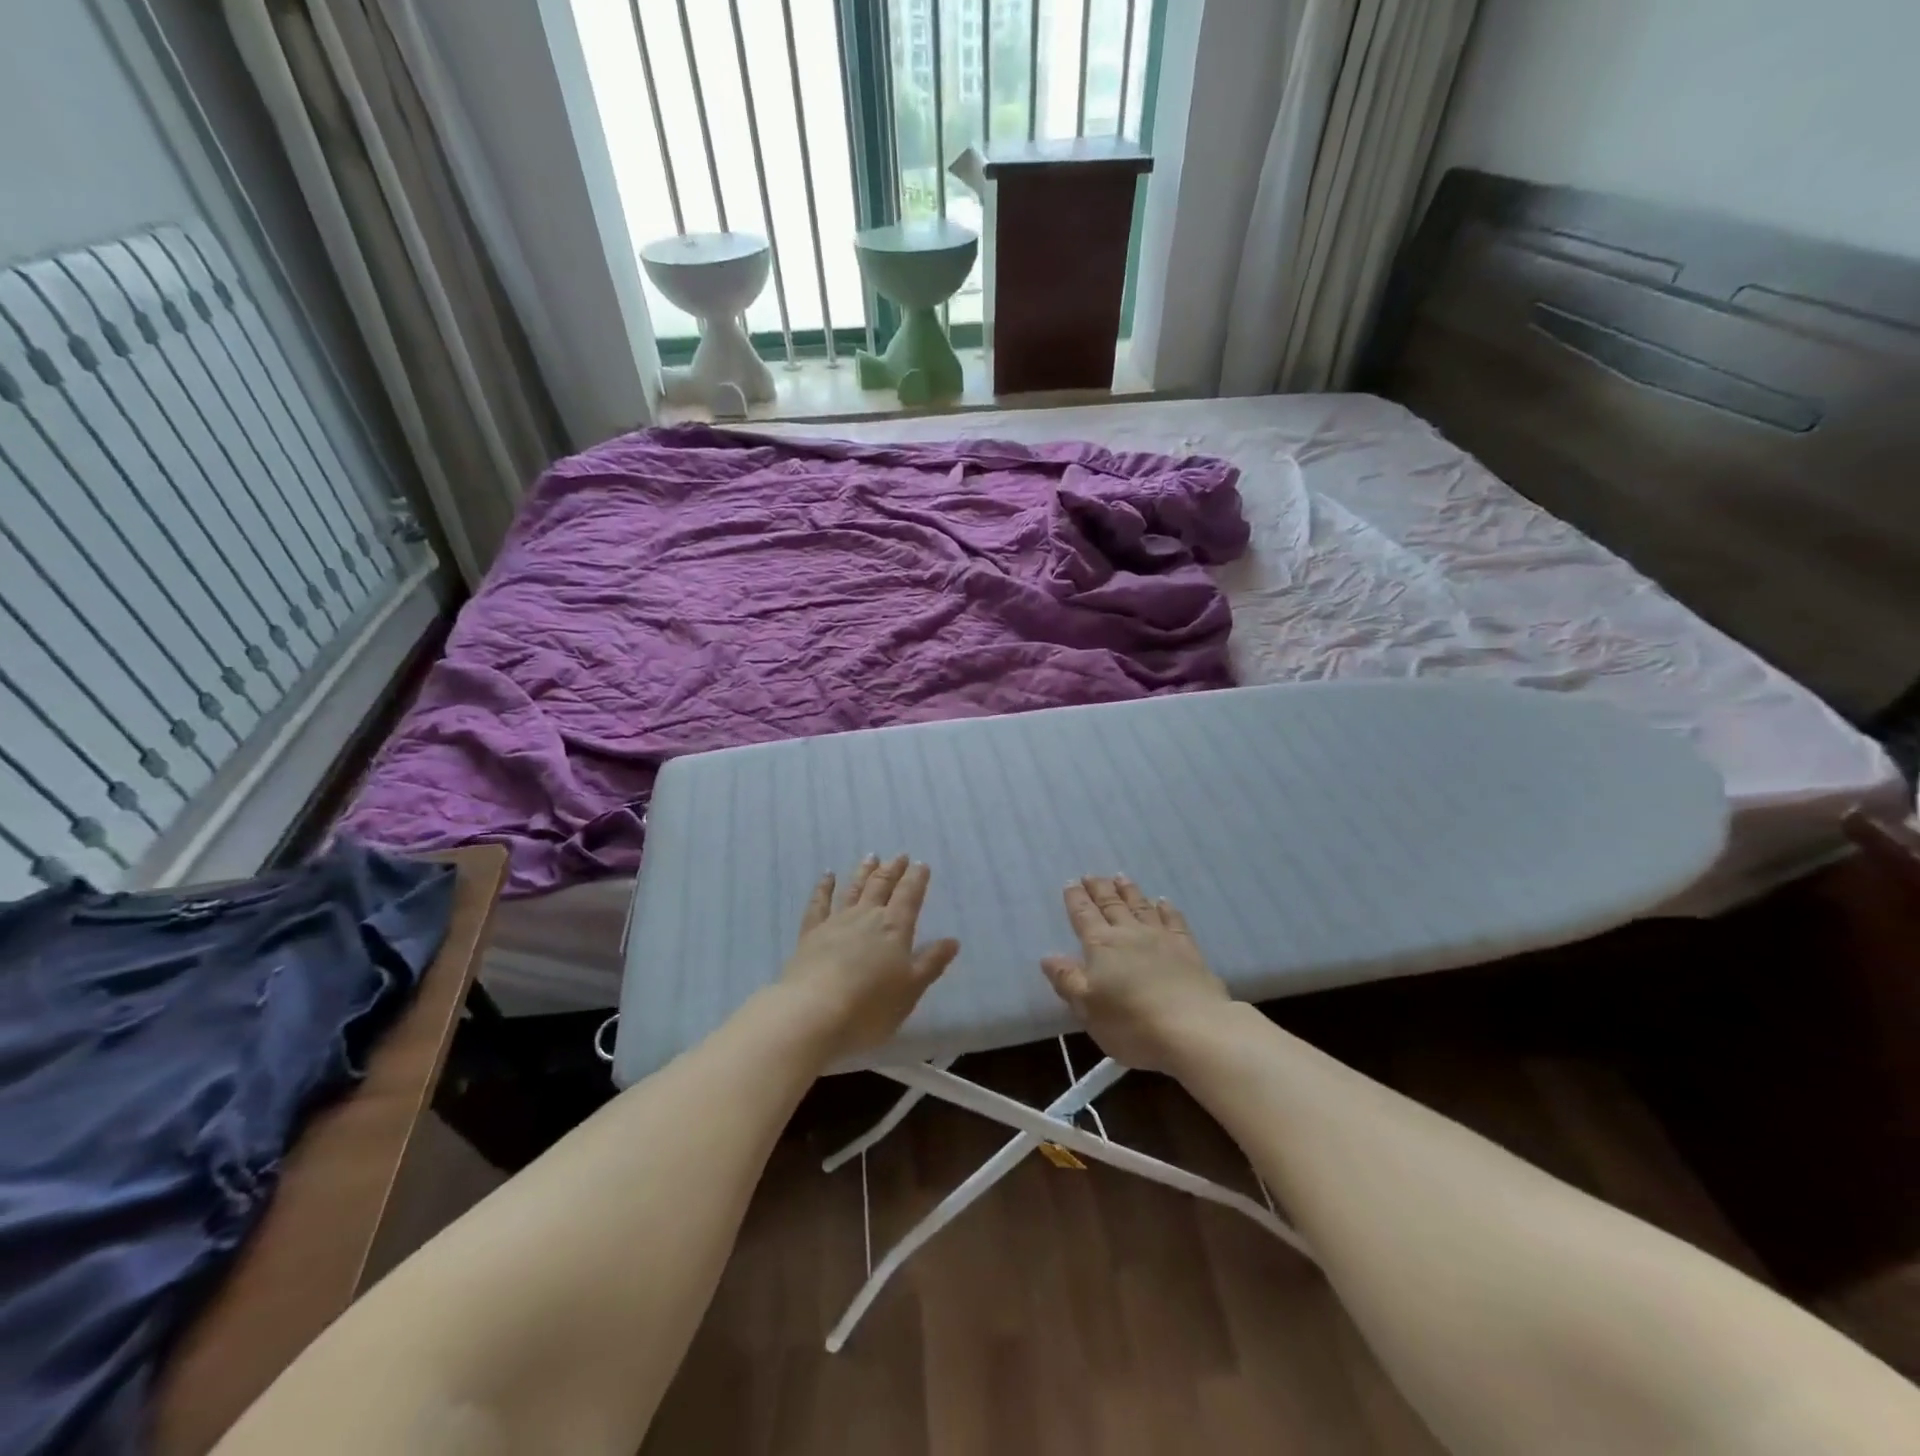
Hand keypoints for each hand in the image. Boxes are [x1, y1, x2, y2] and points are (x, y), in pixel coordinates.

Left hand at [778, 855, 959, 1062]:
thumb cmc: (871, 1006)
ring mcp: (836, 922)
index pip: (909, 896)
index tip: (921, 864)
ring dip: (864, 872)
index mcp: (894, 927)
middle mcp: (866, 916)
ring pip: (853, 889)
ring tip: (871, 857)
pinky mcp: (811, 933)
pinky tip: (827, 876)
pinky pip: (819, 903)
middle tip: (899, 856)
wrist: (814, 1013)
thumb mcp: (911, 989)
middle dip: (892, 870)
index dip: (916, 879)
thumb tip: (953, 940)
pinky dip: (823, 887)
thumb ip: (931, 962)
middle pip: (881, 886)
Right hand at [1041, 875, 1232, 1071]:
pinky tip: (1163, 901)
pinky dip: (1166, 908)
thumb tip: (1048, 956)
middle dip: (1099, 889)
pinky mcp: (1188, 949)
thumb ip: (1068, 979)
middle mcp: (1129, 933)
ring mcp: (1161, 938)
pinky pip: (1173, 920)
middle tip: (1091, 875)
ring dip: (1129, 891)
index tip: (1070, 883)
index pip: (1084, 915)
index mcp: (1101, 945)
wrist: (1193, 1028)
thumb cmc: (1132, 1023)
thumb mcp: (1088, 1008)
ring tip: (1120, 877)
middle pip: (1111, 904)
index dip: (1075, 899)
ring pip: (1140, 906)